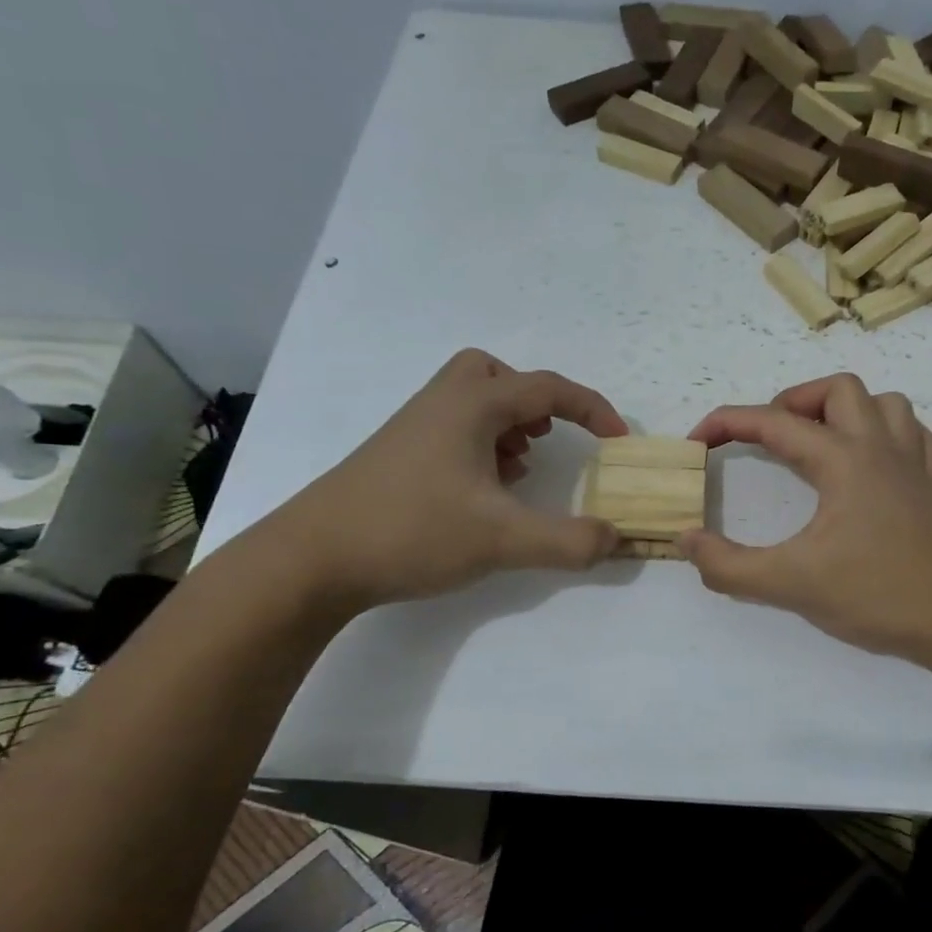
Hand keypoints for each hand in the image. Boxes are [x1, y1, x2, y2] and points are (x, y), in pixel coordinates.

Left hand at [267, 349, 627, 609]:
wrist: (313, 558)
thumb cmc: (412, 531)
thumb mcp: (503, 540)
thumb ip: (569, 541)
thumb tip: (615, 538)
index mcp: (472, 405)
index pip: (548, 388)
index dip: (593, 410)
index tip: (618, 441)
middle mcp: (442, 404)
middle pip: (495, 373)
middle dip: (533, 401)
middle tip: (547, 437)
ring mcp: (414, 429)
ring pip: (472, 401)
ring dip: (508, 425)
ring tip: (520, 471)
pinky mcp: (397, 456)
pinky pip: (452, 429)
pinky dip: (481, 446)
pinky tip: (484, 492)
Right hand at [680, 374, 931, 667]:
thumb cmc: (874, 595)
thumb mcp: (789, 584)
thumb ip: (729, 565)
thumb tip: (687, 541)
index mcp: (843, 460)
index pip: (773, 423)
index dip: (727, 423)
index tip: (698, 440)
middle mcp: (880, 448)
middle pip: (838, 389)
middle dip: (795, 402)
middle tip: (771, 439)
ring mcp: (914, 465)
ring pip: (885, 404)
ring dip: (848, 412)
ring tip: (821, 444)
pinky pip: (916, 437)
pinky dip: (890, 436)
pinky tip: (874, 463)